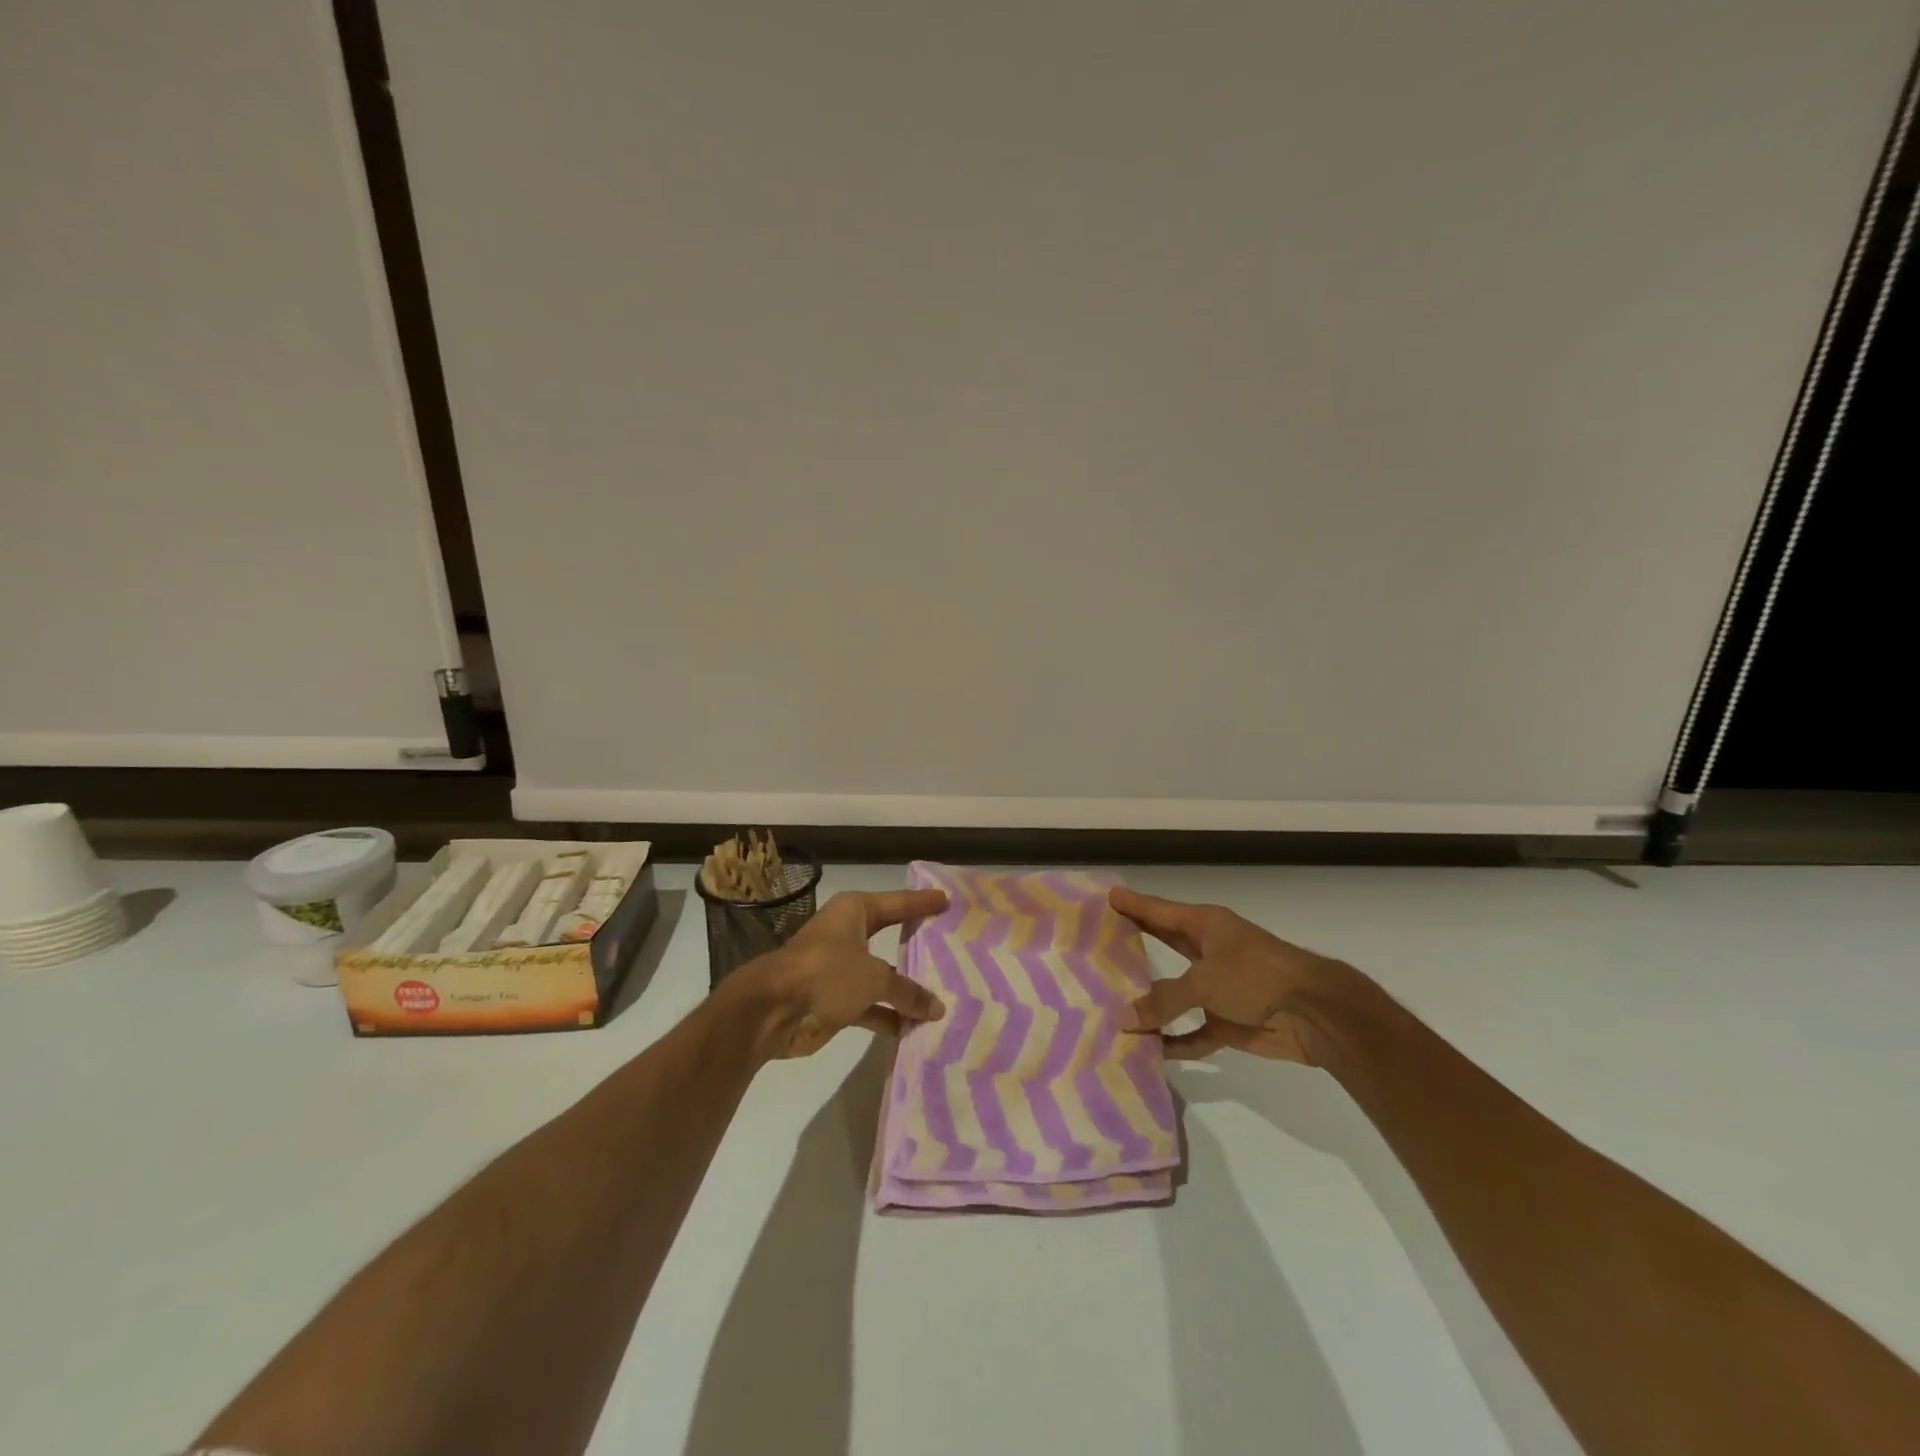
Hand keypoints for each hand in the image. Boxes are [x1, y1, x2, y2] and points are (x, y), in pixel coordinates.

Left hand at [737, 888, 948, 1058]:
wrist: (772, 1010)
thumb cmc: (826, 973)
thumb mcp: (874, 978)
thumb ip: (907, 992)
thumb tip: (937, 1008)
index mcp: (855, 912)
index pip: (899, 902)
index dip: (923, 902)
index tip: (947, 900)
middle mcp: (849, 935)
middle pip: (892, 936)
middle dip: (918, 944)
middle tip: (952, 943)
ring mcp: (842, 969)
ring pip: (883, 976)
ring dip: (907, 989)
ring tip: (945, 993)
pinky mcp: (836, 1000)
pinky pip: (872, 1005)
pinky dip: (890, 1015)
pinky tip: (916, 1027)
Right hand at [1109, 887, 1353, 1062]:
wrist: (1316, 1013)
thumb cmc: (1256, 976)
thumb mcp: (1204, 981)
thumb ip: (1163, 1000)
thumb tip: (1123, 1018)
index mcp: (1205, 925)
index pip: (1158, 911)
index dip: (1132, 904)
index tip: (1105, 897)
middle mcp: (1209, 951)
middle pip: (1164, 945)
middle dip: (1134, 945)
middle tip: (1097, 943)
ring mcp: (1219, 988)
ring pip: (1175, 994)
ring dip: (1150, 1003)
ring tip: (1110, 1003)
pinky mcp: (1229, 1022)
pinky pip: (1193, 1033)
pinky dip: (1175, 1042)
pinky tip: (1149, 1050)